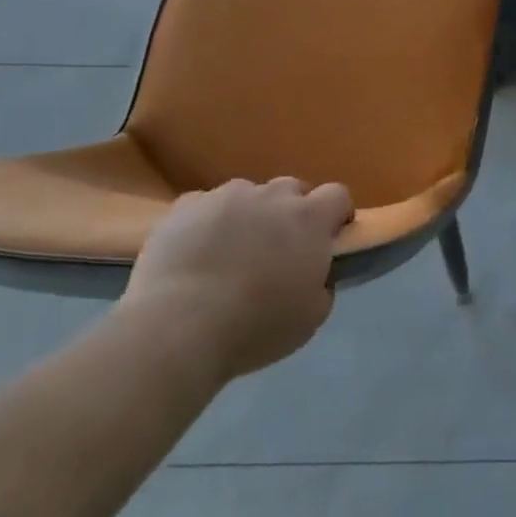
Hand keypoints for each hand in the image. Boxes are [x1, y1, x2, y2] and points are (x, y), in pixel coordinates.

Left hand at [119, 177, 351, 385]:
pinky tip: (196, 252)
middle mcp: (272, 196)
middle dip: (291, 212)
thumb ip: (323, 284)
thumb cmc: (255, 326)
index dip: (336, 213)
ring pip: (247, 194)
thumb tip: (317, 273)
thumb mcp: (311, 317)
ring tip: (230, 251)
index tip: (330, 236)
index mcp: (309, 219)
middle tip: (279, 248)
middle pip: (292, 189)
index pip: (337, 195)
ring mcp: (226, 196)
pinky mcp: (185, 206)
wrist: (178, 327)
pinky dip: (208, 222)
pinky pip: (206, 205)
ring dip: (249, 215)